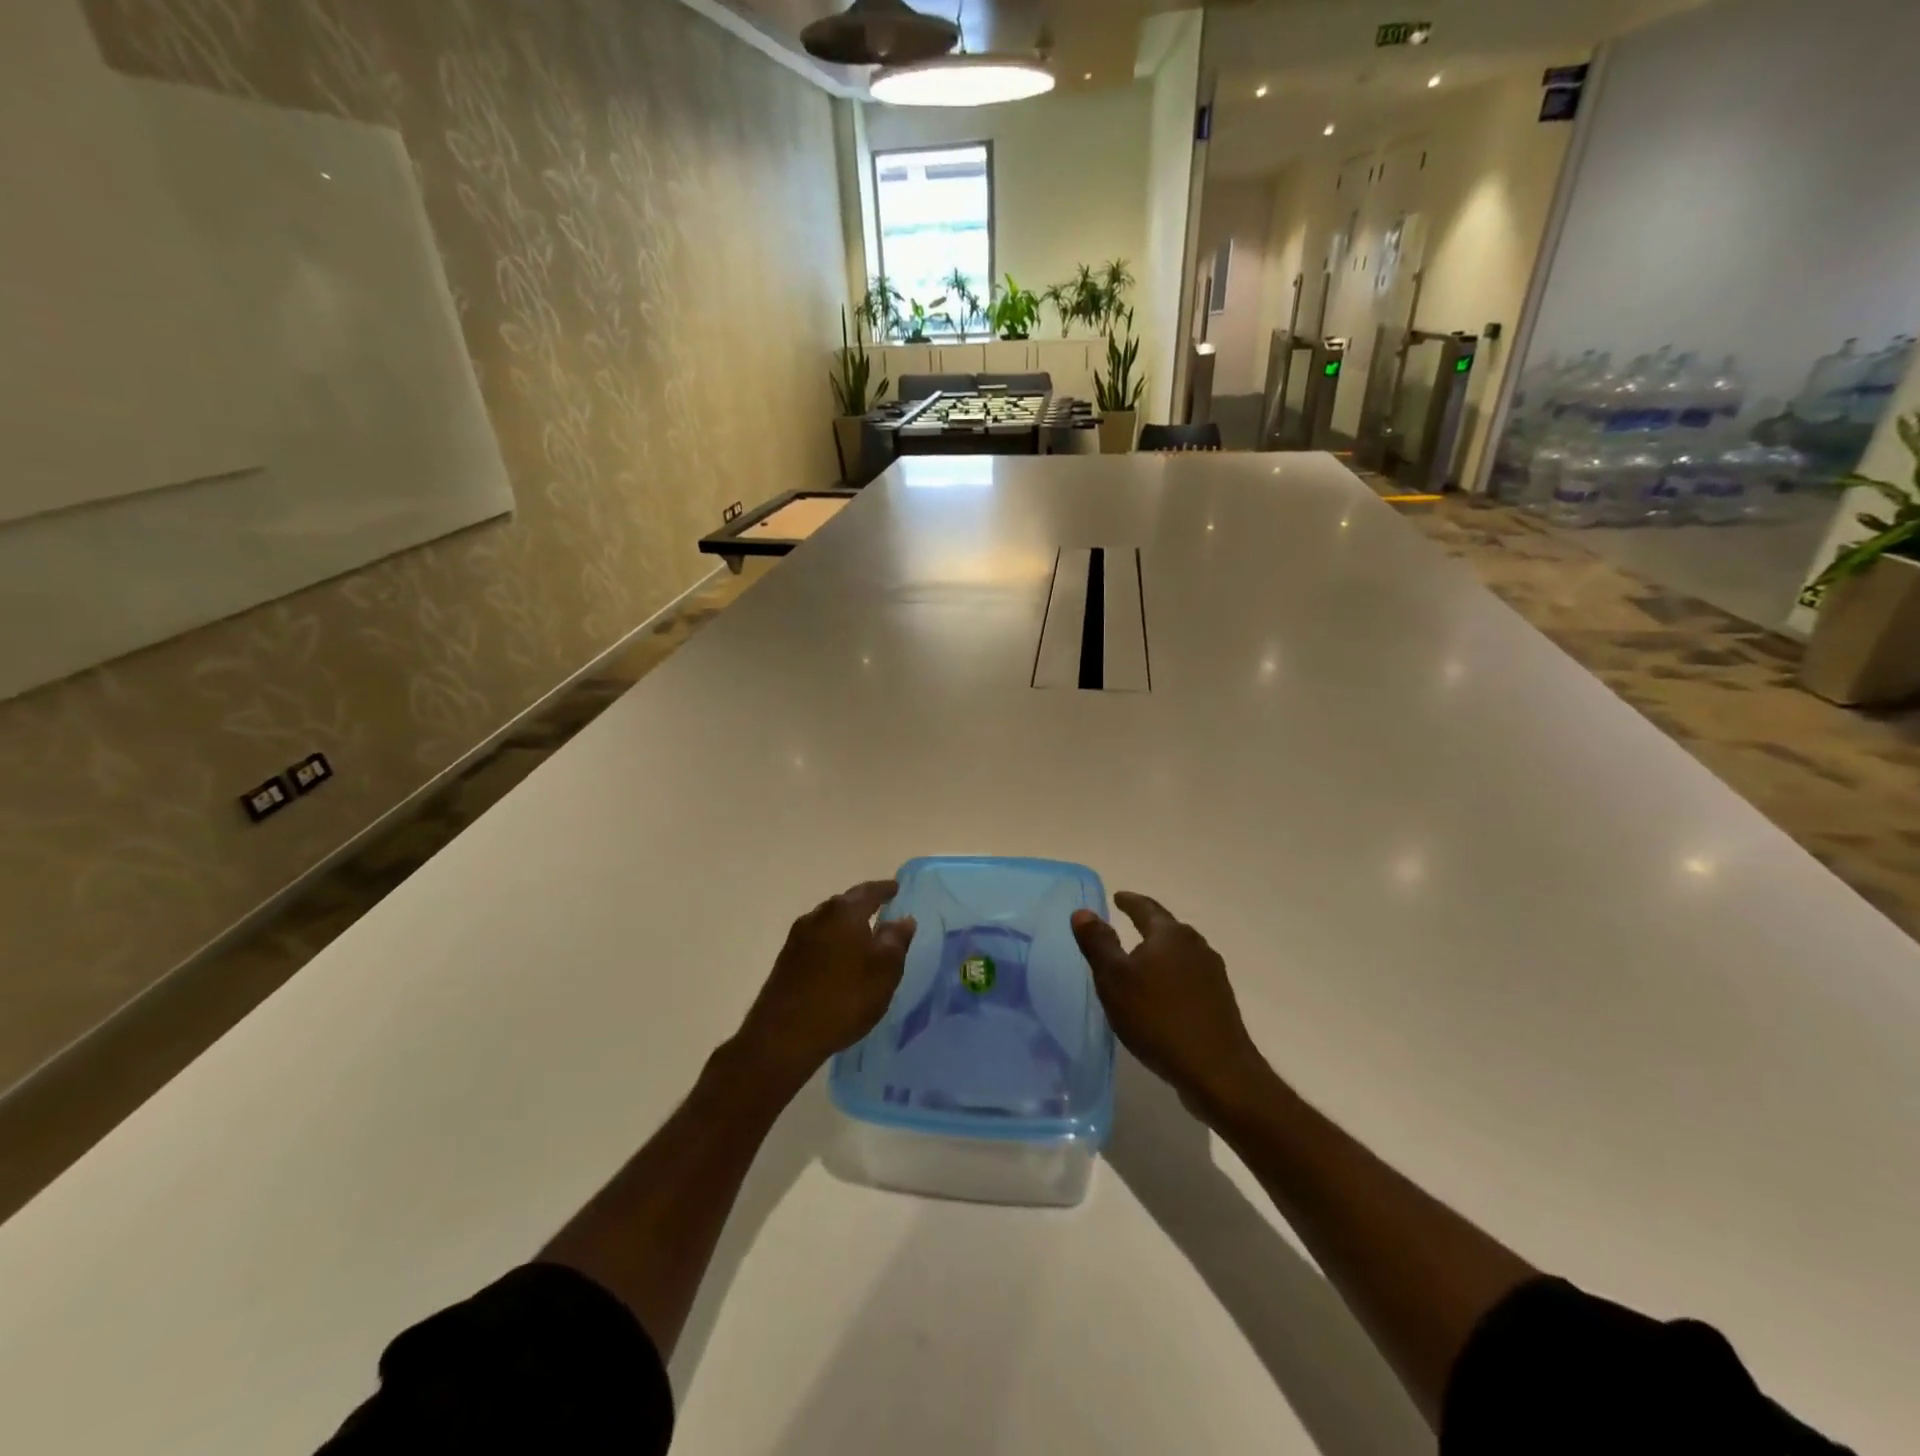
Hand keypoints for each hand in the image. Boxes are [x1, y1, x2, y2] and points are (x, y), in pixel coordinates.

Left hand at [735, 880, 915, 1086]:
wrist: (783, 1036)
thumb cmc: (844, 998)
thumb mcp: (884, 971)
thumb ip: (896, 940)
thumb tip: (903, 919)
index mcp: (844, 912)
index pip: (869, 891)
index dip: (885, 889)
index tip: (896, 889)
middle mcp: (818, 916)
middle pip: (846, 903)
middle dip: (864, 905)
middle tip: (882, 911)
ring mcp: (797, 937)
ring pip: (829, 922)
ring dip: (846, 925)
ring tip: (863, 936)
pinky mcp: (786, 959)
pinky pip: (817, 940)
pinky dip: (832, 942)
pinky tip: (839, 959)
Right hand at [1072, 892, 1270, 1116]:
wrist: (1217, 1071)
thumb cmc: (1157, 1018)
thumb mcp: (1114, 979)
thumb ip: (1098, 943)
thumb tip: (1083, 911)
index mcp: (1170, 934)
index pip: (1145, 908)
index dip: (1129, 901)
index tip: (1117, 897)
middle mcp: (1196, 946)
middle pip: (1167, 928)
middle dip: (1147, 925)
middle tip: (1126, 924)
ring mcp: (1213, 974)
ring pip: (1180, 953)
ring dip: (1160, 952)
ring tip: (1142, 960)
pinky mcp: (1220, 1001)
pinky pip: (1189, 977)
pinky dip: (1172, 976)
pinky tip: (1163, 994)